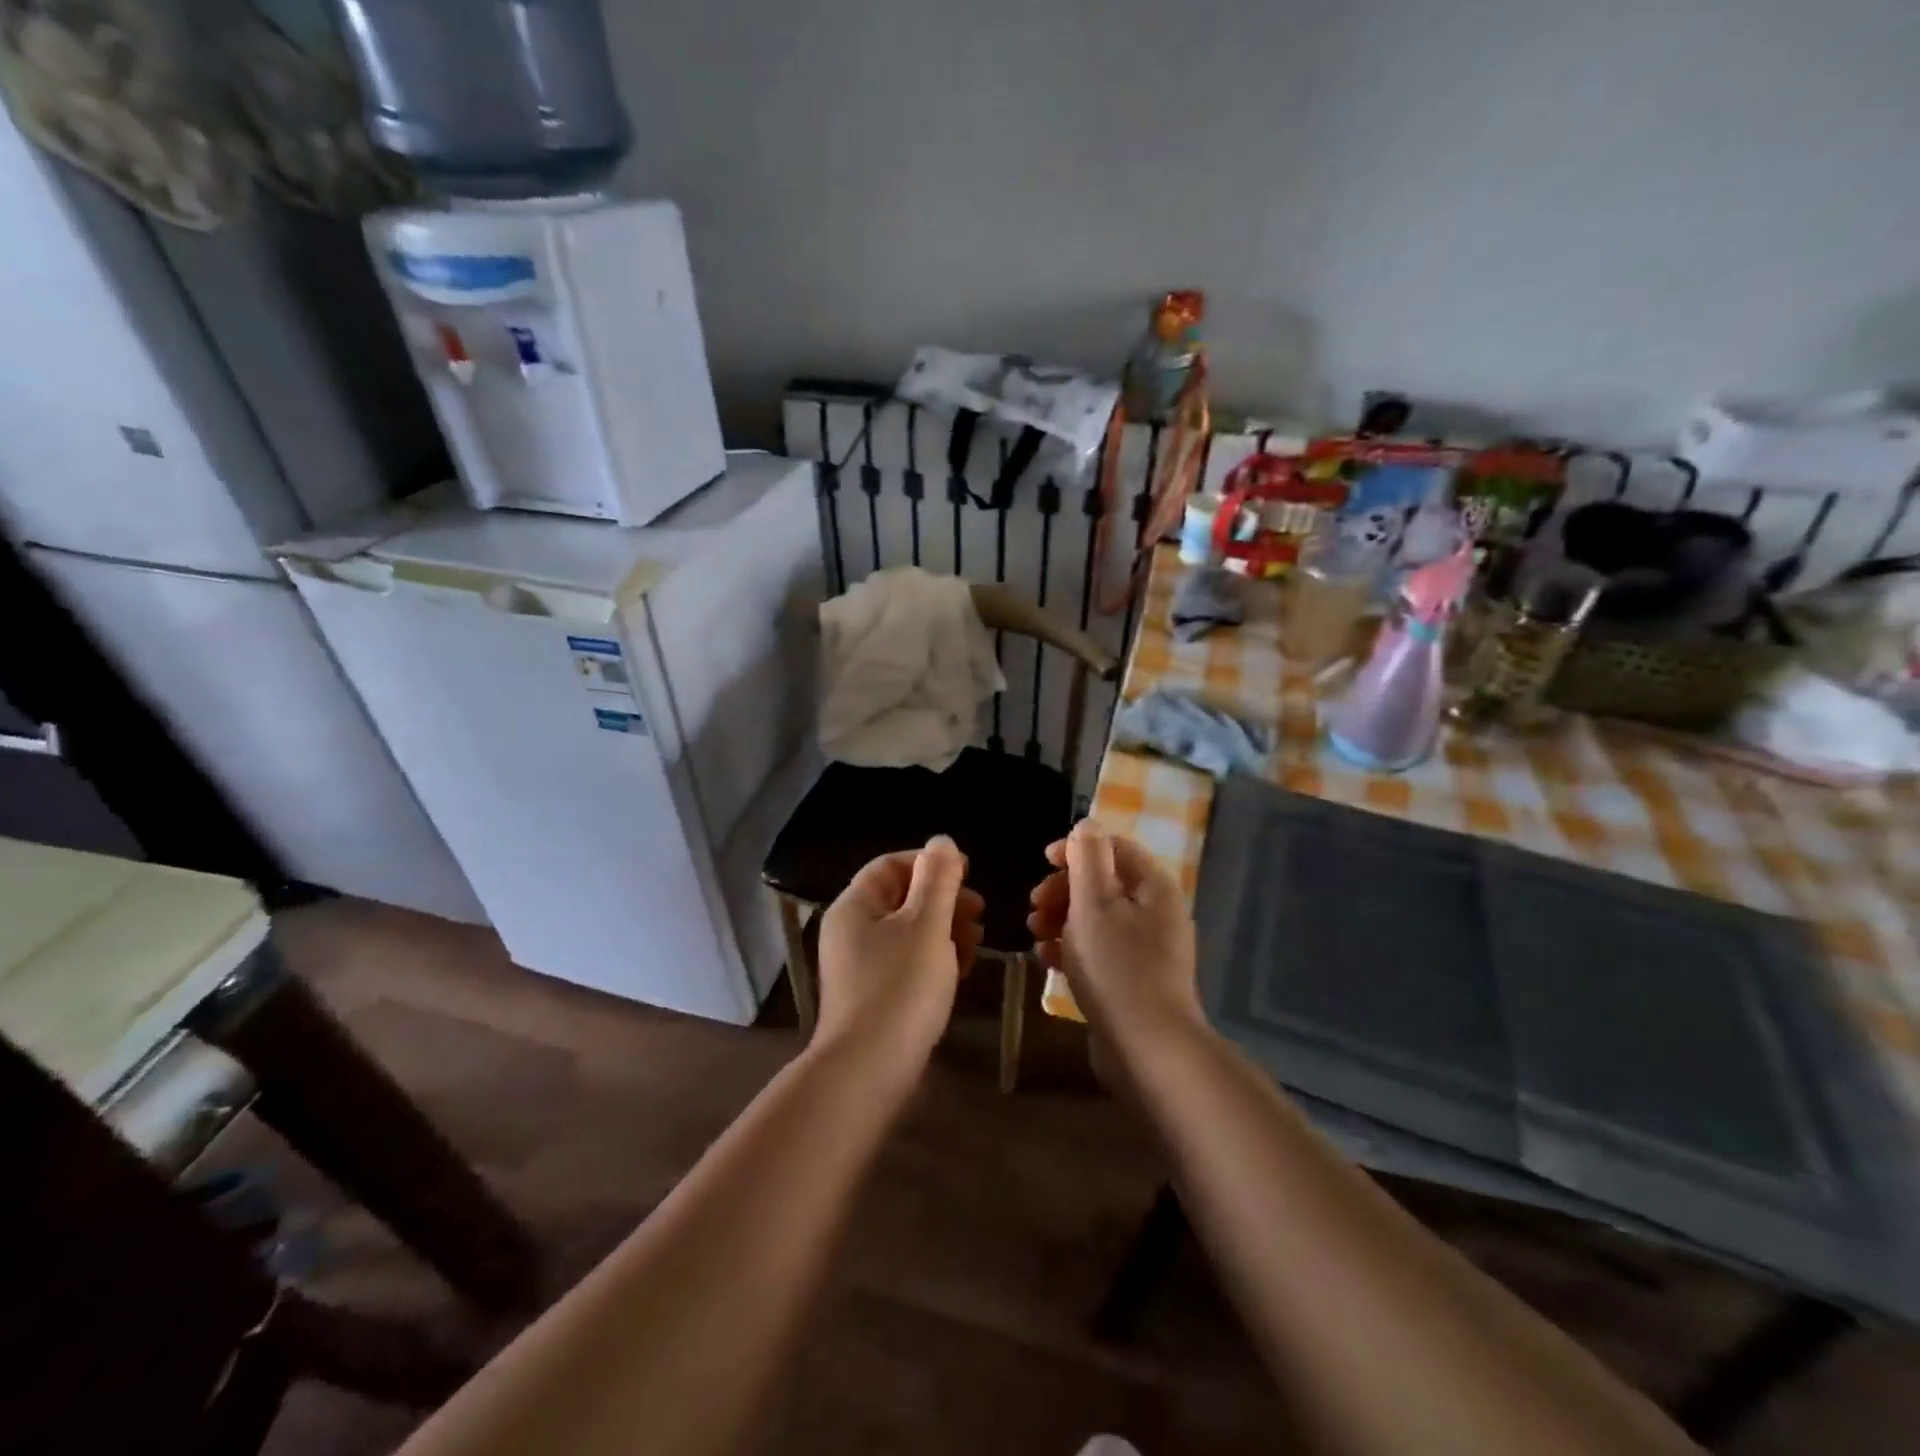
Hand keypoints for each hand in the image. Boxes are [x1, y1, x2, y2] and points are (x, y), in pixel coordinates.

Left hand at [815, 836, 983, 1074]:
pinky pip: (906, 962)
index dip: (930, 863)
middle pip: (902, 898)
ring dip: (944, 929)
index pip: (891, 865)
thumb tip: (942, 840)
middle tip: (979, 911)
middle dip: (944, 899)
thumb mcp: (926, 926)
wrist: (869, 1071)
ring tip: (975, 942)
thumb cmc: (900, 988)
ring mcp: (860, 966)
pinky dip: (934, 958)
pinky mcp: (874, 995)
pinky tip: (960, 970)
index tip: (968, 873)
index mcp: (855, 906)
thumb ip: (938, 880)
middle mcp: (851, 931)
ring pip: (908, 931)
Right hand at [1027, 823, 1203, 1053]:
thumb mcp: (1094, 904)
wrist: (1148, 1049)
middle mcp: (1156, 912)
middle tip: (1034, 906)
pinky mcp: (1134, 978)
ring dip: (1062, 919)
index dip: (1076, 848)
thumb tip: (1087, 824)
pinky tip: (1047, 960)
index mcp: (1153, 887)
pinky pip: (1099, 949)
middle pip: (1102, 883)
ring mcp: (1147, 948)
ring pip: (1096, 918)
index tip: (1043, 861)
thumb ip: (1087, 859)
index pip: (1114, 847)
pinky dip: (1072, 948)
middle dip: (1063, 889)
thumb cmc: (1117, 968)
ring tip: (1035, 934)